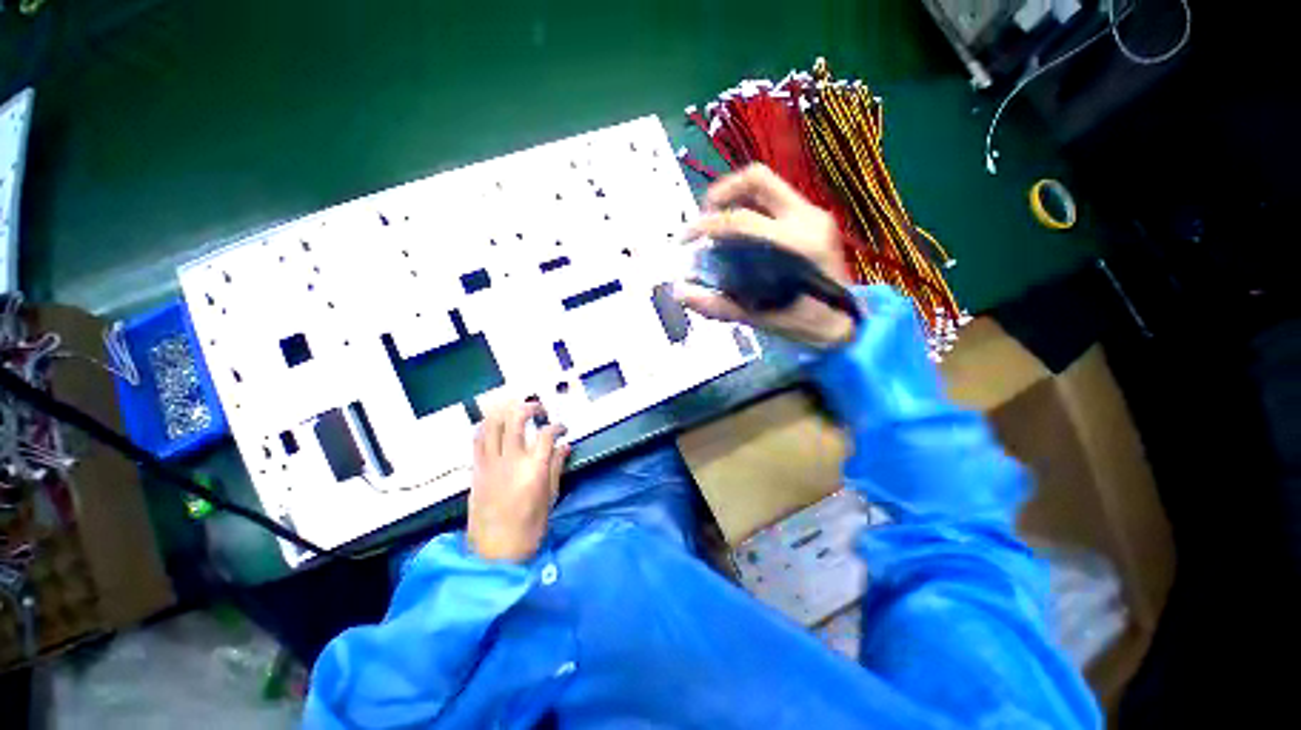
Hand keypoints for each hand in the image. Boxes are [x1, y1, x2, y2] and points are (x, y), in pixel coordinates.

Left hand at [467, 401, 569, 562]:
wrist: (494, 554)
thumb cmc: (529, 528)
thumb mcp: (550, 498)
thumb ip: (556, 467)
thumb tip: (564, 446)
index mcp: (534, 468)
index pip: (546, 434)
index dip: (557, 427)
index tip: (562, 430)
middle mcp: (510, 460)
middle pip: (516, 419)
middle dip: (530, 407)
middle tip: (538, 410)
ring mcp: (490, 463)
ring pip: (492, 424)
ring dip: (505, 412)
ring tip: (515, 412)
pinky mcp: (476, 470)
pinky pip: (477, 440)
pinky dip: (486, 427)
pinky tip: (494, 427)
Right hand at [676, 164, 856, 347]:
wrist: (847, 321)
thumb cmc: (806, 323)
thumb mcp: (759, 319)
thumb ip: (718, 305)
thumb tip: (680, 293)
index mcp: (797, 245)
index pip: (741, 220)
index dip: (705, 226)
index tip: (685, 238)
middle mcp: (808, 219)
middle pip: (757, 179)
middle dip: (721, 193)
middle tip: (702, 218)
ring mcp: (814, 214)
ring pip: (767, 185)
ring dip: (735, 197)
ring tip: (717, 224)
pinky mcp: (814, 217)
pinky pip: (775, 198)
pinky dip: (750, 206)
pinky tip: (738, 231)